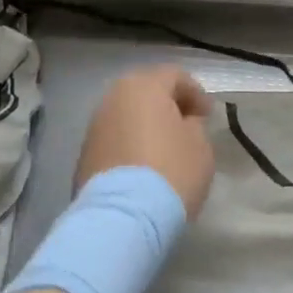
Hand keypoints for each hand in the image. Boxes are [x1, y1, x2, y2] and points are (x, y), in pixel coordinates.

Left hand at [75, 67, 215, 218]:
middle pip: (145, 92)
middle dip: (167, 105)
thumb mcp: (200, 145)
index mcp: (143, 86)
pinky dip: (130, 145)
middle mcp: (113, 98)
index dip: (196, 93)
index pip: (174, 76)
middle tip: (186, 125)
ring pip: (127, 116)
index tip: (208, 116)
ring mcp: (94, 126)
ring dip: (146, 126)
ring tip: (164, 148)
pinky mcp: (84, 155)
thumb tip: (182, 122)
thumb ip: (193, 125)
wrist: (123, 217)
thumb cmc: (171, 171)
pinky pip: (115, 139)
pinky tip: (144, 167)